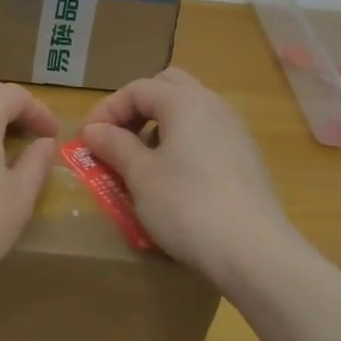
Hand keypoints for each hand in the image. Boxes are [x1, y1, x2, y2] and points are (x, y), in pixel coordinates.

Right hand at [80, 67, 296, 288]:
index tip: (86, 139)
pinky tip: (174, 179)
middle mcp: (213, 105)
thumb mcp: (140, 175)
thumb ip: (115, 145)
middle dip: (137, 107)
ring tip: (141, 159)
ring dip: (160, 125)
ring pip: (190, 111)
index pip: (137, 89)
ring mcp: (234, 132)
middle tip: (117, 137)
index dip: (107, 109)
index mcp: (185, 101)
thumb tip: (94, 130)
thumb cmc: (187, 205)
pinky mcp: (246, 159)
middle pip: (168, 87)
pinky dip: (182, 144)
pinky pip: (206, 135)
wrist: (254, 252)